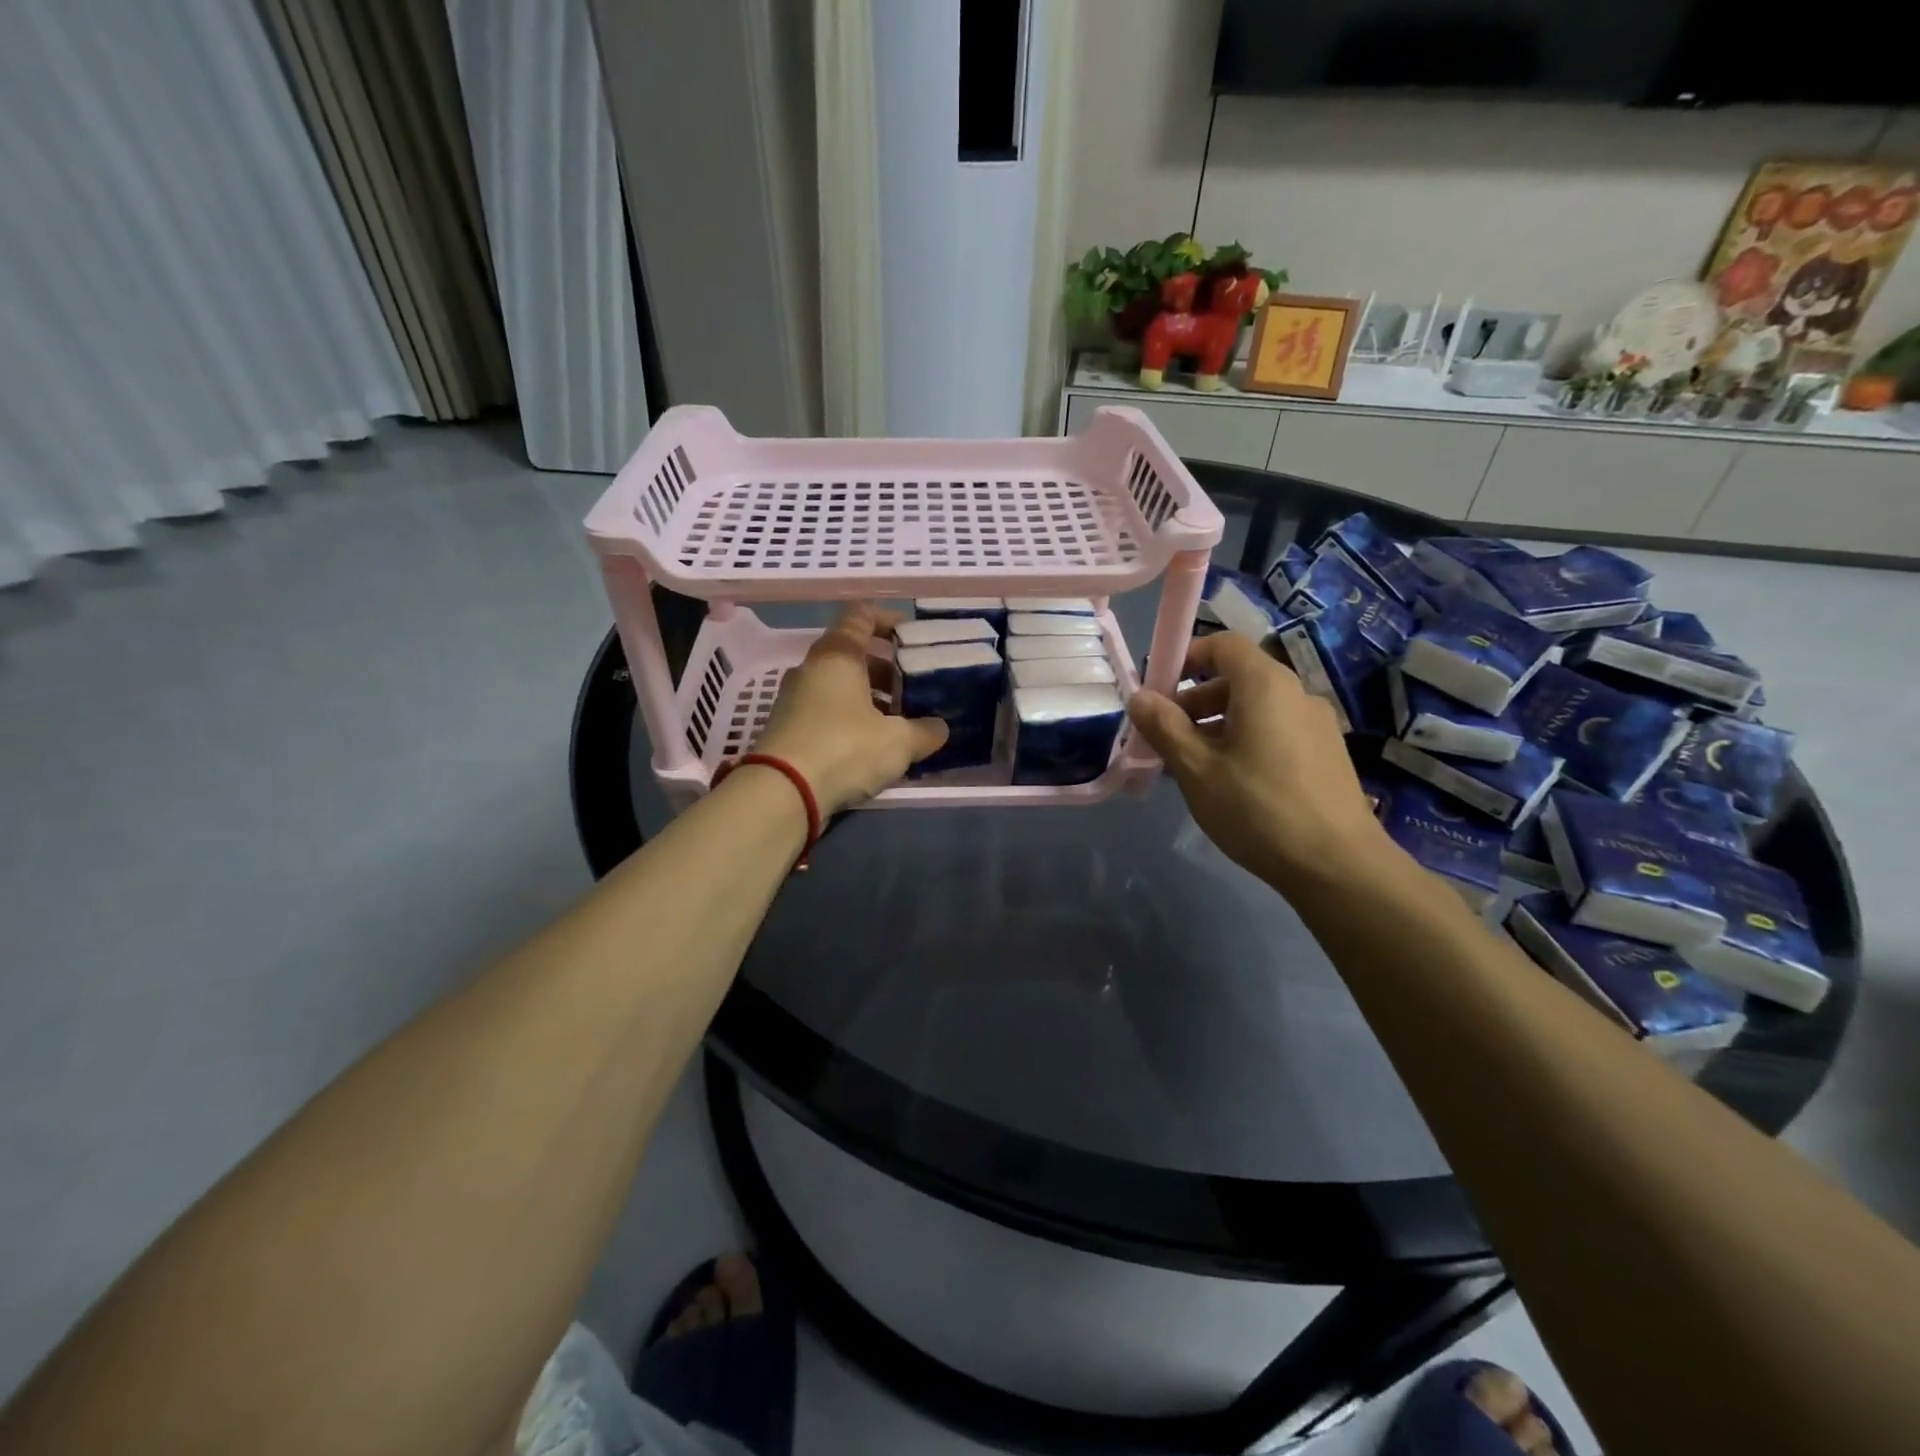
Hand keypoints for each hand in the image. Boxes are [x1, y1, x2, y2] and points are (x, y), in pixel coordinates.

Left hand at [753, 602, 948, 814]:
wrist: (782, 792)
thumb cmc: (845, 748)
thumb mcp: (898, 741)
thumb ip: (924, 731)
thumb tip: (939, 728)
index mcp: (837, 655)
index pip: (861, 616)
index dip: (889, 619)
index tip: (912, 637)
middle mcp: (811, 668)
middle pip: (852, 654)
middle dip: (886, 669)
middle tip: (913, 688)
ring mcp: (794, 698)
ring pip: (839, 686)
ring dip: (869, 698)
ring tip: (898, 722)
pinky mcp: (787, 728)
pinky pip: (826, 711)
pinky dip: (850, 719)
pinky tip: (871, 745)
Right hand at [1126, 631, 1391, 894]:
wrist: (1338, 865)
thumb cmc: (1257, 809)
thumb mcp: (1196, 769)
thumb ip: (1164, 727)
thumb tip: (1139, 697)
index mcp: (1265, 685)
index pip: (1224, 644)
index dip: (1187, 656)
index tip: (1159, 690)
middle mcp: (1296, 693)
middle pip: (1238, 677)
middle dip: (1195, 699)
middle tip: (1166, 736)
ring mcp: (1317, 724)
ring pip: (1256, 708)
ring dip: (1217, 724)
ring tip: (1193, 765)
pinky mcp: (1326, 753)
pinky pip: (1276, 730)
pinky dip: (1245, 740)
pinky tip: (1230, 783)